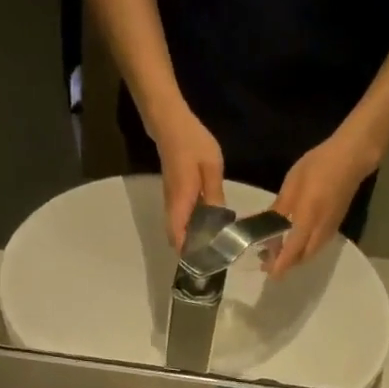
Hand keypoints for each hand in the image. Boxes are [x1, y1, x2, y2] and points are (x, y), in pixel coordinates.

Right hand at [149, 102, 225, 249]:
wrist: (169, 122)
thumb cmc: (192, 142)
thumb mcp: (212, 167)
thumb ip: (215, 194)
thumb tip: (220, 220)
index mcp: (181, 202)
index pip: (179, 237)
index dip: (189, 254)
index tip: (205, 265)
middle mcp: (172, 206)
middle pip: (177, 238)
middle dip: (192, 252)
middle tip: (214, 260)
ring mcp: (170, 202)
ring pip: (178, 230)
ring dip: (191, 241)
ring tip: (213, 249)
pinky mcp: (173, 196)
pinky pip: (180, 220)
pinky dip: (191, 229)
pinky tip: (208, 229)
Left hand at [265, 127, 380, 275]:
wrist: (350, 159)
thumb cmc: (318, 167)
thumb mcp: (292, 185)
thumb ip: (279, 208)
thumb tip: (265, 226)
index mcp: (307, 222)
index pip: (291, 253)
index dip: (279, 266)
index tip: (268, 273)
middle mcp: (319, 232)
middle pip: (301, 258)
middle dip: (286, 264)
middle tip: (269, 260)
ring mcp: (329, 230)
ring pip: (310, 253)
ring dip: (296, 257)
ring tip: (280, 251)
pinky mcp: (335, 226)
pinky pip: (317, 245)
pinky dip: (304, 249)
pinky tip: (296, 240)